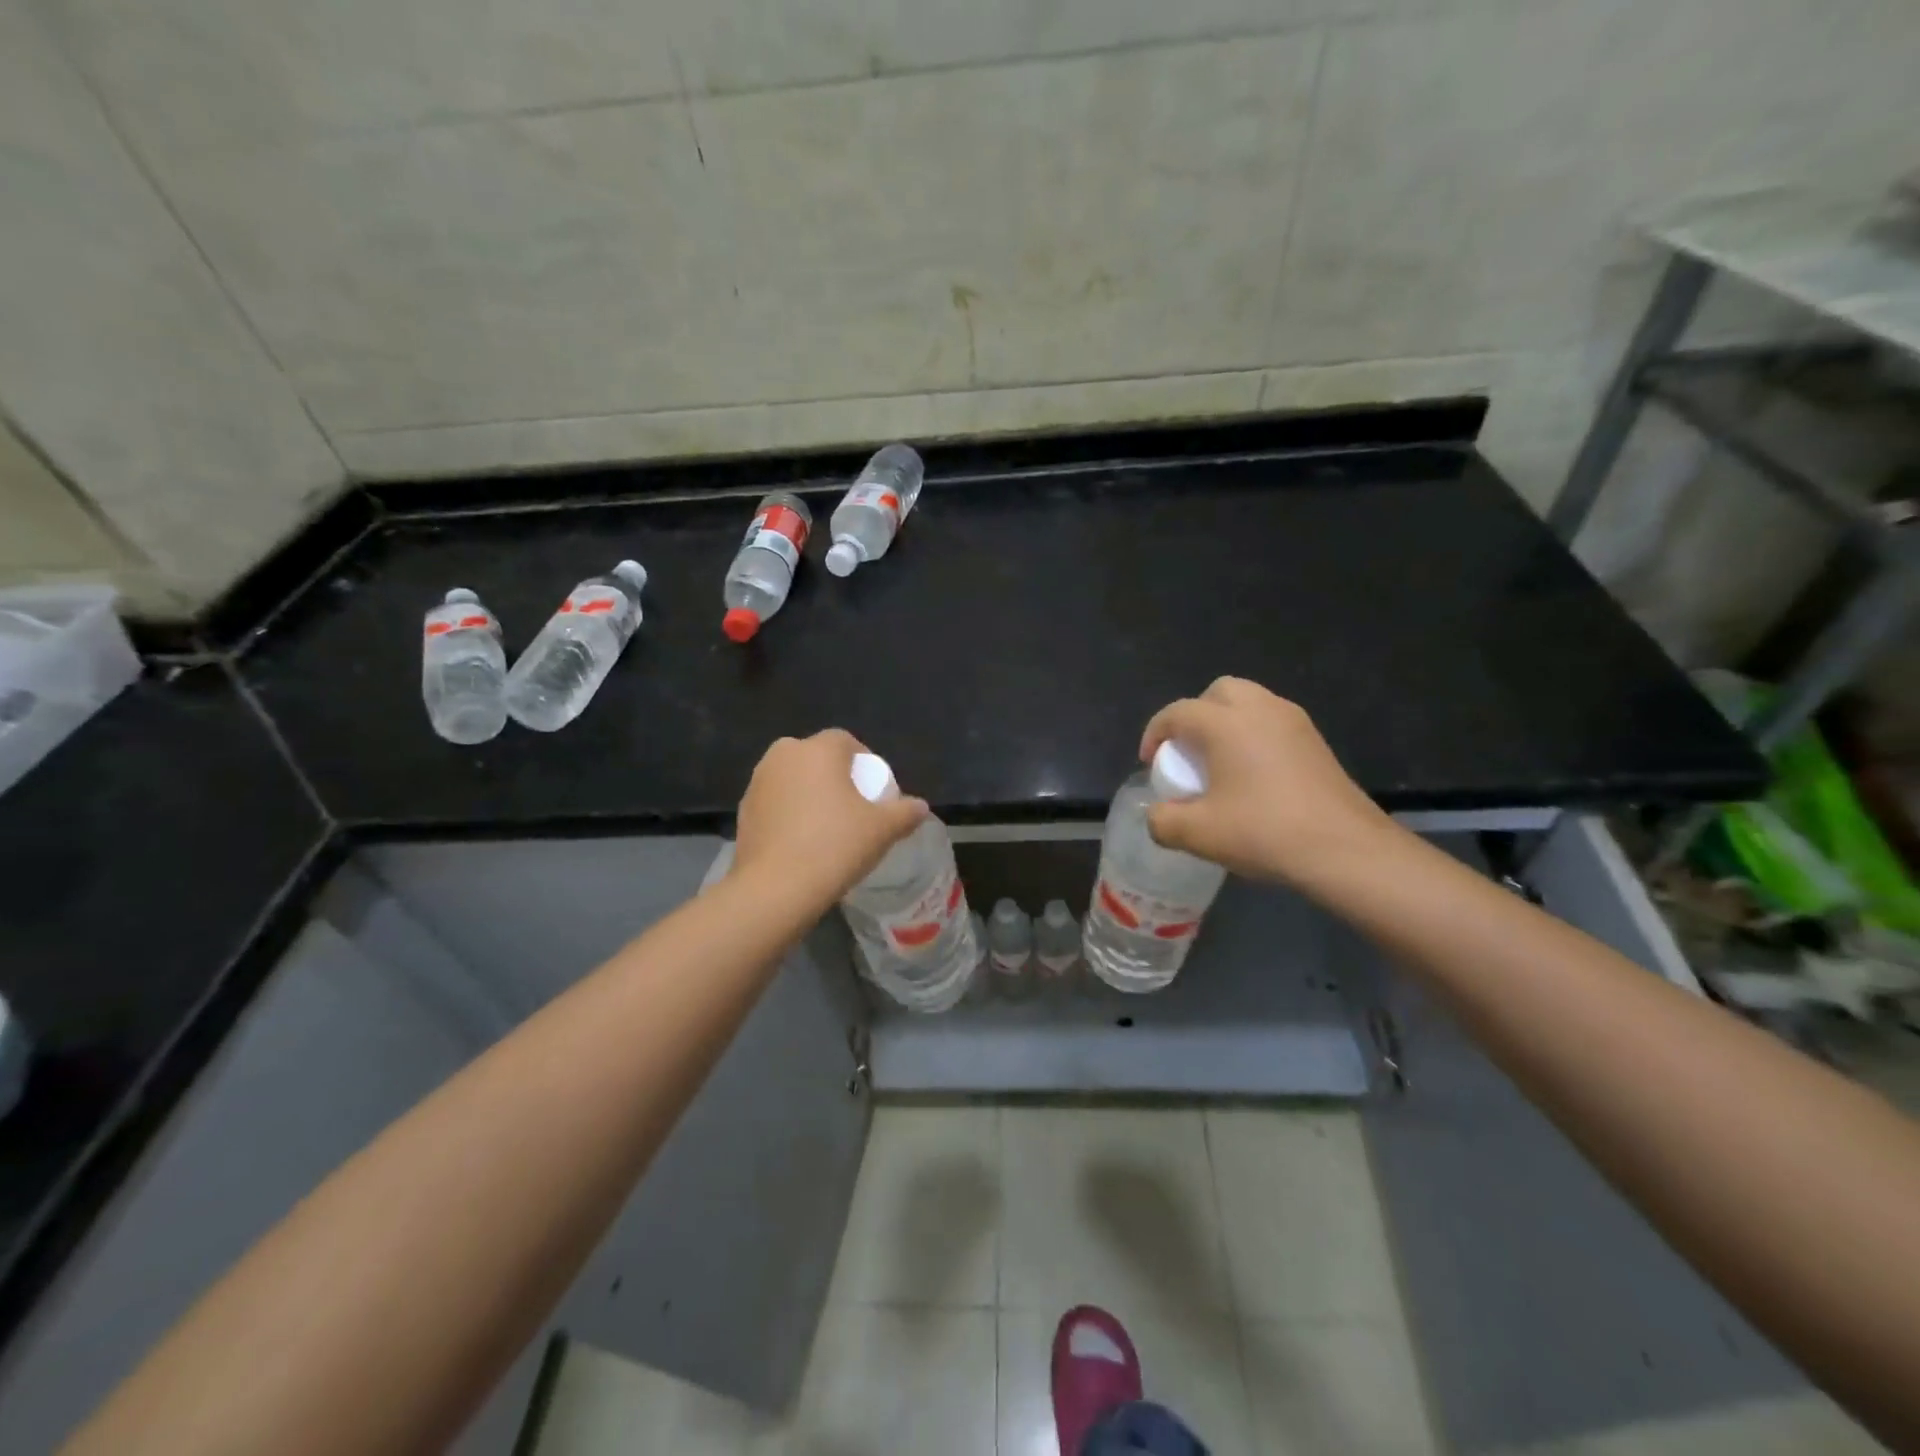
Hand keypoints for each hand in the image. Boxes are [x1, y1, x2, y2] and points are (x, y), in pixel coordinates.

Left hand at [732, 730, 929, 908]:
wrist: (776, 888)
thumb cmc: (835, 846)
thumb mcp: (882, 830)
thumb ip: (905, 812)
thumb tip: (920, 807)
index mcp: (817, 750)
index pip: (845, 740)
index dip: (864, 760)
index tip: (874, 789)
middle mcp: (782, 756)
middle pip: (816, 757)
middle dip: (834, 775)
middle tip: (852, 806)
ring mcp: (758, 783)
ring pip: (792, 778)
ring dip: (809, 793)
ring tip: (826, 826)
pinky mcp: (743, 811)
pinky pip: (775, 802)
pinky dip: (789, 813)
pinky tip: (801, 842)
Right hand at [1139, 678, 1399, 888]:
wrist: (1345, 849)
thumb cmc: (1264, 832)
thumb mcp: (1198, 834)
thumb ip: (1163, 821)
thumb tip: (1157, 814)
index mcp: (1225, 723)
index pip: (1177, 713)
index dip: (1155, 734)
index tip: (1150, 763)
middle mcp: (1260, 709)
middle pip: (1217, 693)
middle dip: (1194, 716)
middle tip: (1188, 752)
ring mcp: (1293, 722)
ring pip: (1250, 702)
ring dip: (1226, 723)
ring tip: (1219, 762)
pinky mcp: (1315, 741)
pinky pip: (1272, 721)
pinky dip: (1253, 735)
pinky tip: (1253, 775)